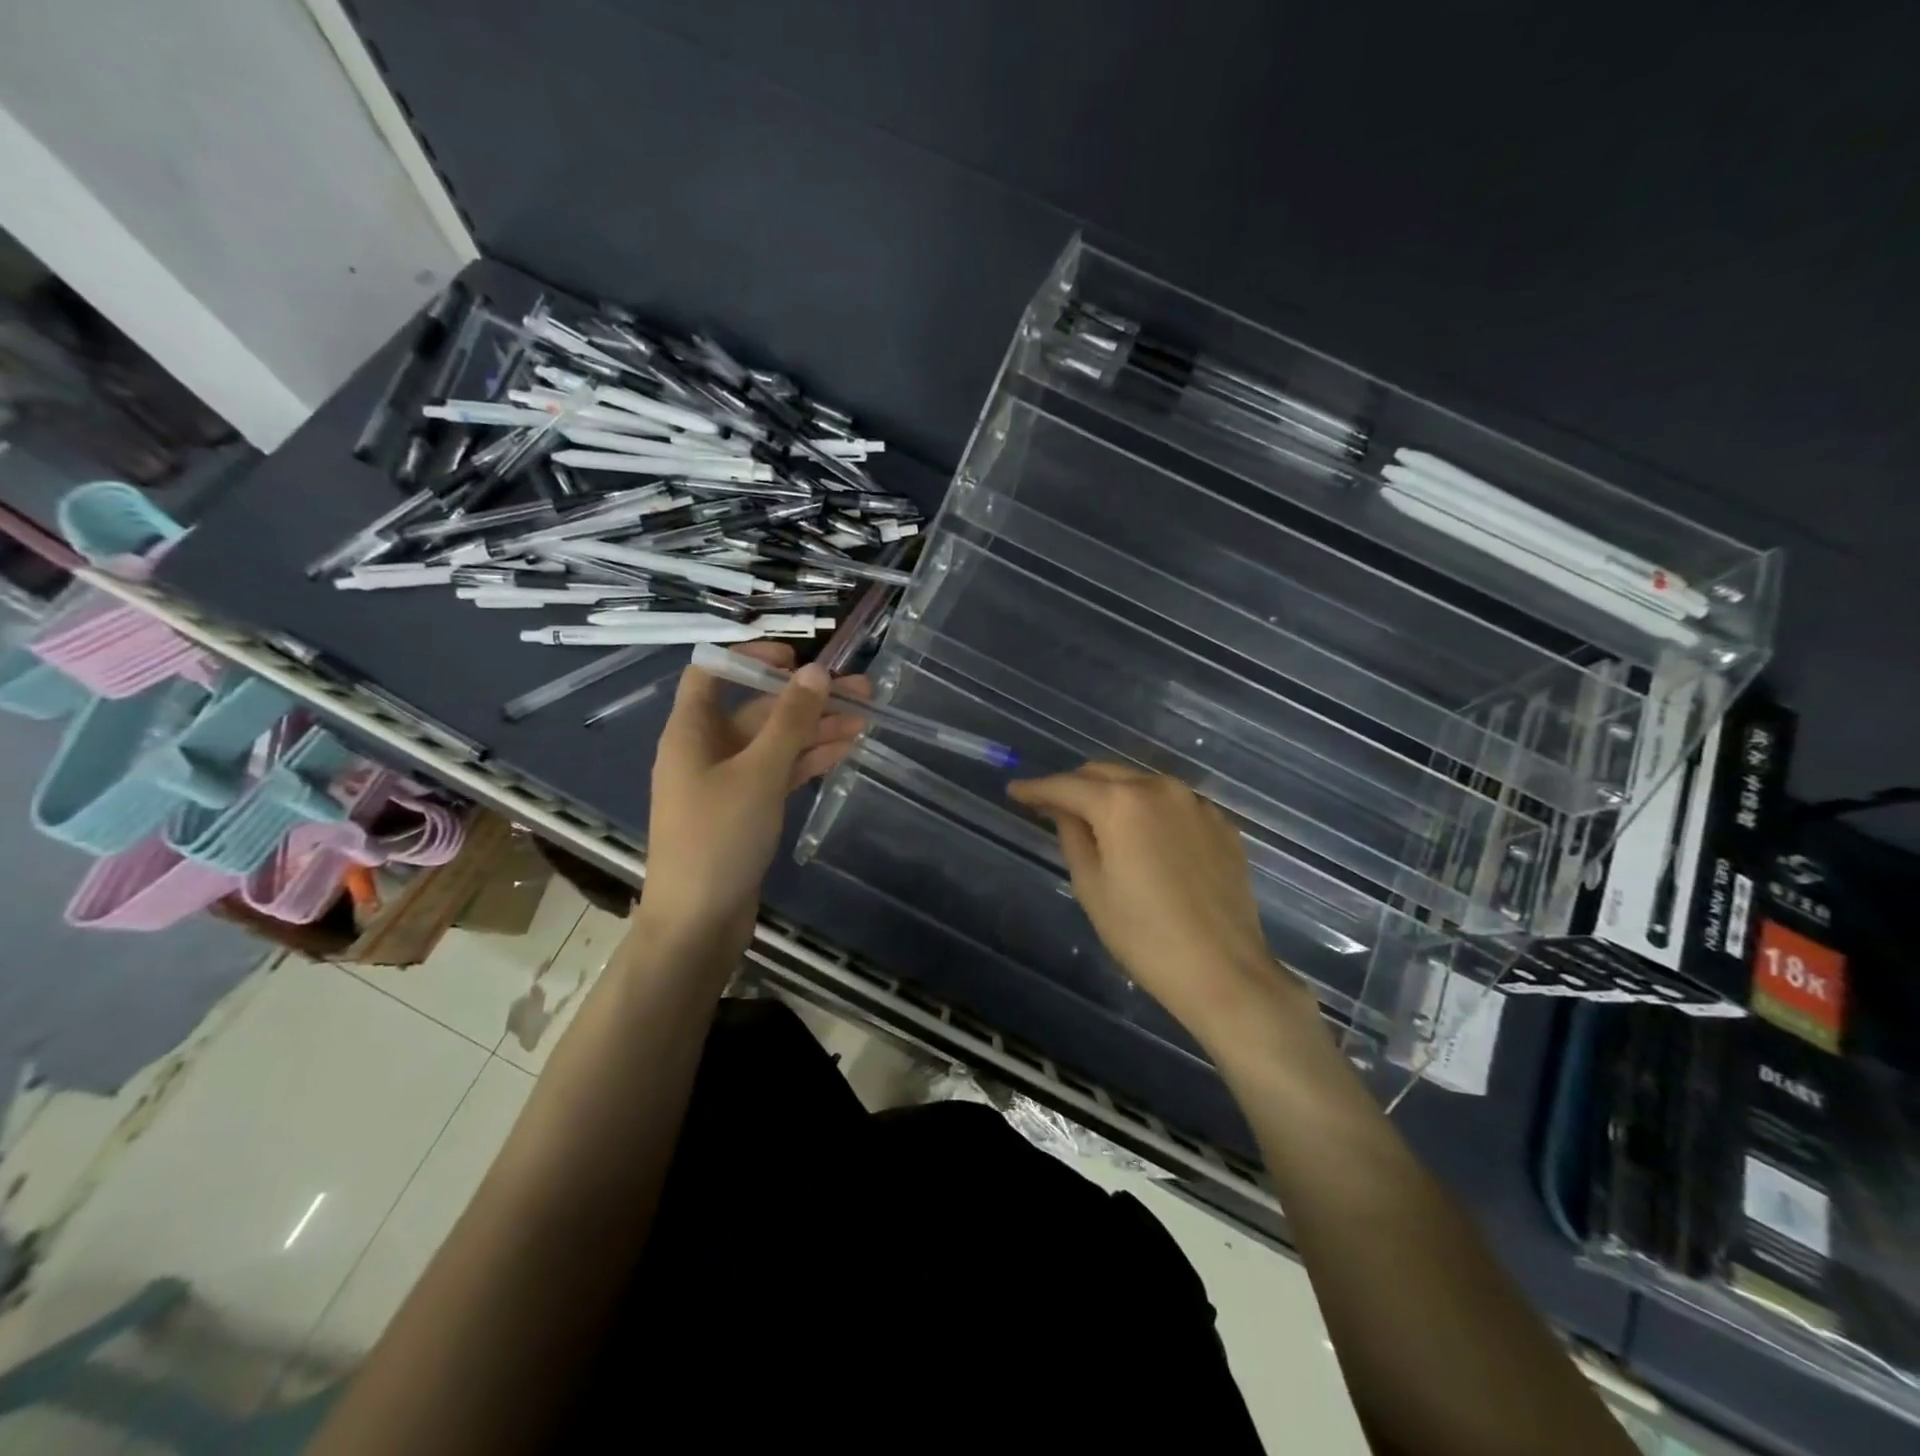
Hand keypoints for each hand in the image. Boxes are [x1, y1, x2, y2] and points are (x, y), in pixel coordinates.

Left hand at [644, 643, 868, 944]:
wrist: (698, 923)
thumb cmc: (719, 839)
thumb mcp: (758, 773)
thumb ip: (790, 721)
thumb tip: (815, 671)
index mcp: (691, 732)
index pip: (712, 673)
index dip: (751, 656)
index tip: (797, 658)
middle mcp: (706, 750)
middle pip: (757, 709)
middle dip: (806, 700)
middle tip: (861, 691)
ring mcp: (727, 782)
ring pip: (775, 743)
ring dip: (816, 731)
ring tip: (866, 720)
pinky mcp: (746, 810)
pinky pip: (779, 773)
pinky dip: (808, 761)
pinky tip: (846, 750)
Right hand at [1008, 763, 1309, 1048]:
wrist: (1223, 970)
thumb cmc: (1143, 935)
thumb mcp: (1091, 886)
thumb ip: (1072, 836)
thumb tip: (1065, 811)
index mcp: (1121, 802)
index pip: (1066, 785)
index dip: (1036, 788)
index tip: (1015, 792)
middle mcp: (1160, 788)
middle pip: (1105, 774)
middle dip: (1075, 785)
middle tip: (1052, 806)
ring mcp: (1196, 804)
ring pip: (1142, 784)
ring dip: (1114, 794)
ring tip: (1098, 820)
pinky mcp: (1221, 824)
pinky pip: (1174, 805)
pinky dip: (1150, 811)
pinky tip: (1145, 838)